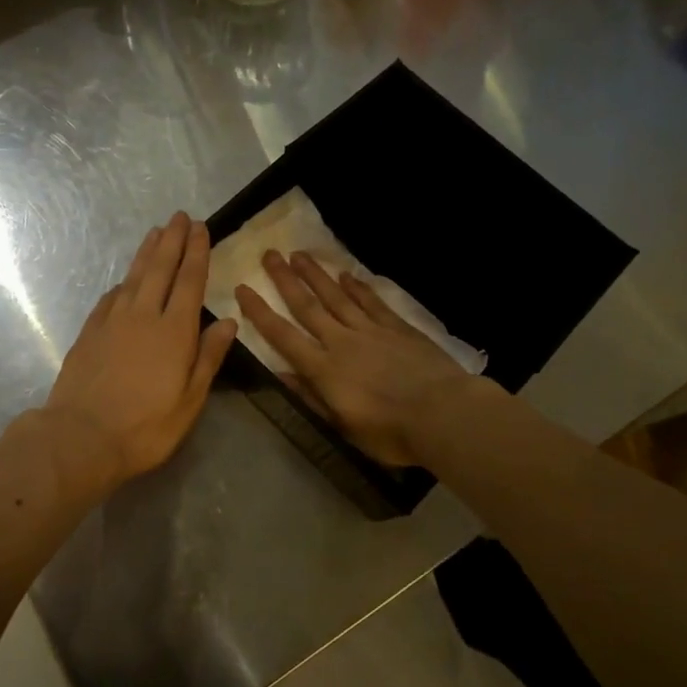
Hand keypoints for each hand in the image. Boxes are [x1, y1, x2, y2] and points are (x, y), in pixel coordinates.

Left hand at [44, 213, 238, 493]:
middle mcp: (143, 316)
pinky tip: (124, 280)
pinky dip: (121, 284)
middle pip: (160, 269)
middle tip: (179, 216)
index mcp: (174, 332)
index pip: (189, 282)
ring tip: (156, 232)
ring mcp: (112, 322)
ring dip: (146, 253)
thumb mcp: (189, 401)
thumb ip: (208, 357)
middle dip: (172, 241)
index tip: (200, 228)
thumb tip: (227, 321)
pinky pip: (110, 298)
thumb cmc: (145, 427)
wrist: (81, 437)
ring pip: (133, 277)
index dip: (196, 253)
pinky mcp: (90, 332)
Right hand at [234, 251, 477, 467]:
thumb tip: (279, 373)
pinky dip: (357, 287)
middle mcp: (341, 342)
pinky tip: (347, 274)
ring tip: (299, 254)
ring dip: (316, 275)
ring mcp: (371, 330)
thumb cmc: (389, 432)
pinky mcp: (398, 327)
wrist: (443, 414)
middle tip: (270, 254)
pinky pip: (372, 302)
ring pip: (337, 296)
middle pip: (308, 306)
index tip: (244, 288)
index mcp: (324, 369)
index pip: (283, 336)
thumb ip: (311, 397)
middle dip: (286, 280)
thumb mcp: (342, 426)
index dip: (260, 312)